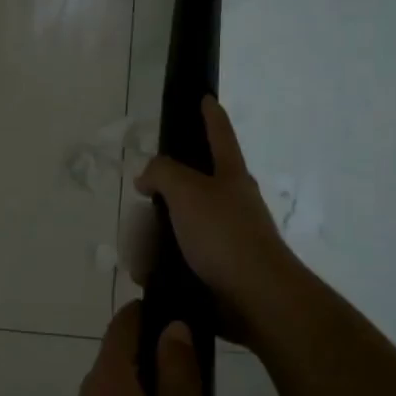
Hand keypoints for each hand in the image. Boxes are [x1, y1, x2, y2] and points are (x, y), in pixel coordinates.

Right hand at [133, 96, 302, 342]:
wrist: (255, 298)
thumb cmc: (224, 235)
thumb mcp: (187, 191)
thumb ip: (162, 172)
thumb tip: (147, 177)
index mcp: (230, 176)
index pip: (219, 135)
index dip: (210, 115)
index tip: (205, 98)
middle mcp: (229, 203)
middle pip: (186, 188)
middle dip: (159, 198)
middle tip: (142, 207)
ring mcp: (224, 237)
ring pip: (176, 226)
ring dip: (152, 239)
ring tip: (140, 255)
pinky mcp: (216, 269)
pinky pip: (176, 258)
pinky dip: (159, 264)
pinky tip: (147, 273)